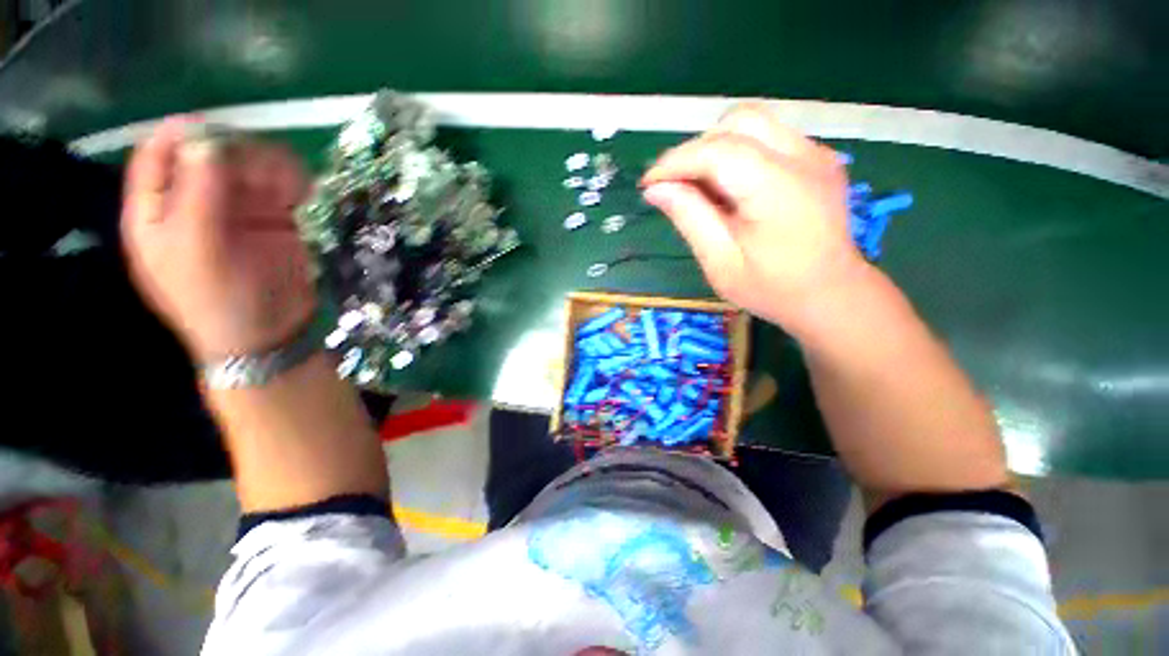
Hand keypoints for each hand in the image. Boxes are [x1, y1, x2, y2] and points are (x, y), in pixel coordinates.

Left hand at [121, 117, 314, 361]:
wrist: (269, 337)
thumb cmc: (218, 301)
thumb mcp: (197, 250)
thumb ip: (197, 194)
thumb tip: (206, 137)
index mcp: (158, 211)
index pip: (158, 155)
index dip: (180, 135)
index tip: (213, 128)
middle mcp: (196, 202)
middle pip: (211, 153)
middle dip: (237, 153)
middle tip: (261, 172)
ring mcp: (239, 210)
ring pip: (252, 166)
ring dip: (271, 167)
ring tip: (289, 187)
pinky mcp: (276, 220)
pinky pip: (285, 188)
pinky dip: (295, 183)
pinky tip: (303, 194)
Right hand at [641, 103, 866, 329]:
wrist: (831, 295)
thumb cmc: (772, 288)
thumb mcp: (720, 262)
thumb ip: (689, 218)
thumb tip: (656, 189)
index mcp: (776, 188)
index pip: (716, 150)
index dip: (675, 162)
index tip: (648, 184)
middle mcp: (802, 157)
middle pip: (738, 122)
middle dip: (696, 150)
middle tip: (677, 186)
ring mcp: (815, 153)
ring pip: (753, 123)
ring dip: (716, 148)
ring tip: (702, 188)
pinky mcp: (817, 158)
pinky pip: (769, 138)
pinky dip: (739, 154)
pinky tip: (732, 188)